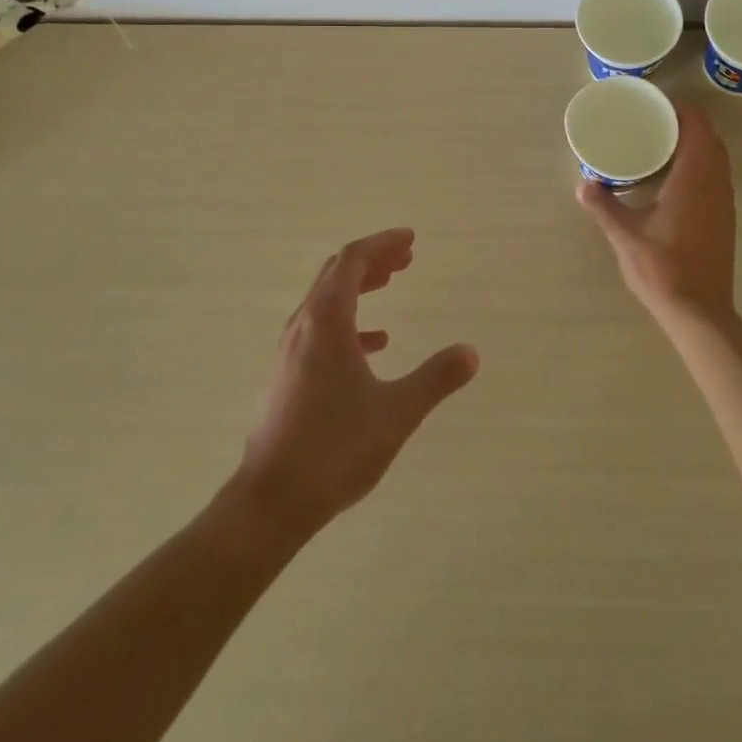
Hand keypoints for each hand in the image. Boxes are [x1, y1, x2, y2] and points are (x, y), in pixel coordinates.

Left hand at [239, 229, 478, 534]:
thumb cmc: (334, 449)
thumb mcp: (396, 412)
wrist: (270, 503)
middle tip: (406, 258)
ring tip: (391, 283)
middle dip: (372, 259)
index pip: (352, 261)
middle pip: (336, 273)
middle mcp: (303, 326)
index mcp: (327, 321)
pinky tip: (375, 343)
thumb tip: (471, 352)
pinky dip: (350, 321)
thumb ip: (436, 379)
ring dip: (360, 285)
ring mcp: (290, 351)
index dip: (382, 243)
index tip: (410, 239)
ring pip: (326, 299)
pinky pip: (320, 329)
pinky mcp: (287, 376)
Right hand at [578, 105, 736, 324]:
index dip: (680, 109)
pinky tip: (674, 179)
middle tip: (653, 122)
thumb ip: (604, 206)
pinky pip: (717, 176)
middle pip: (710, 138)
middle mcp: (715, 184)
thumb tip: (584, 184)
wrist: (699, 311)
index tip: (655, 104)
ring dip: (696, 144)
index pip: (697, 126)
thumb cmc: (662, 268)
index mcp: (694, 178)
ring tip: (661, 145)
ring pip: (717, 158)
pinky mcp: (725, 218)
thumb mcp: (625, 236)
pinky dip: (700, 165)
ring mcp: (724, 202)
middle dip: (686, 124)